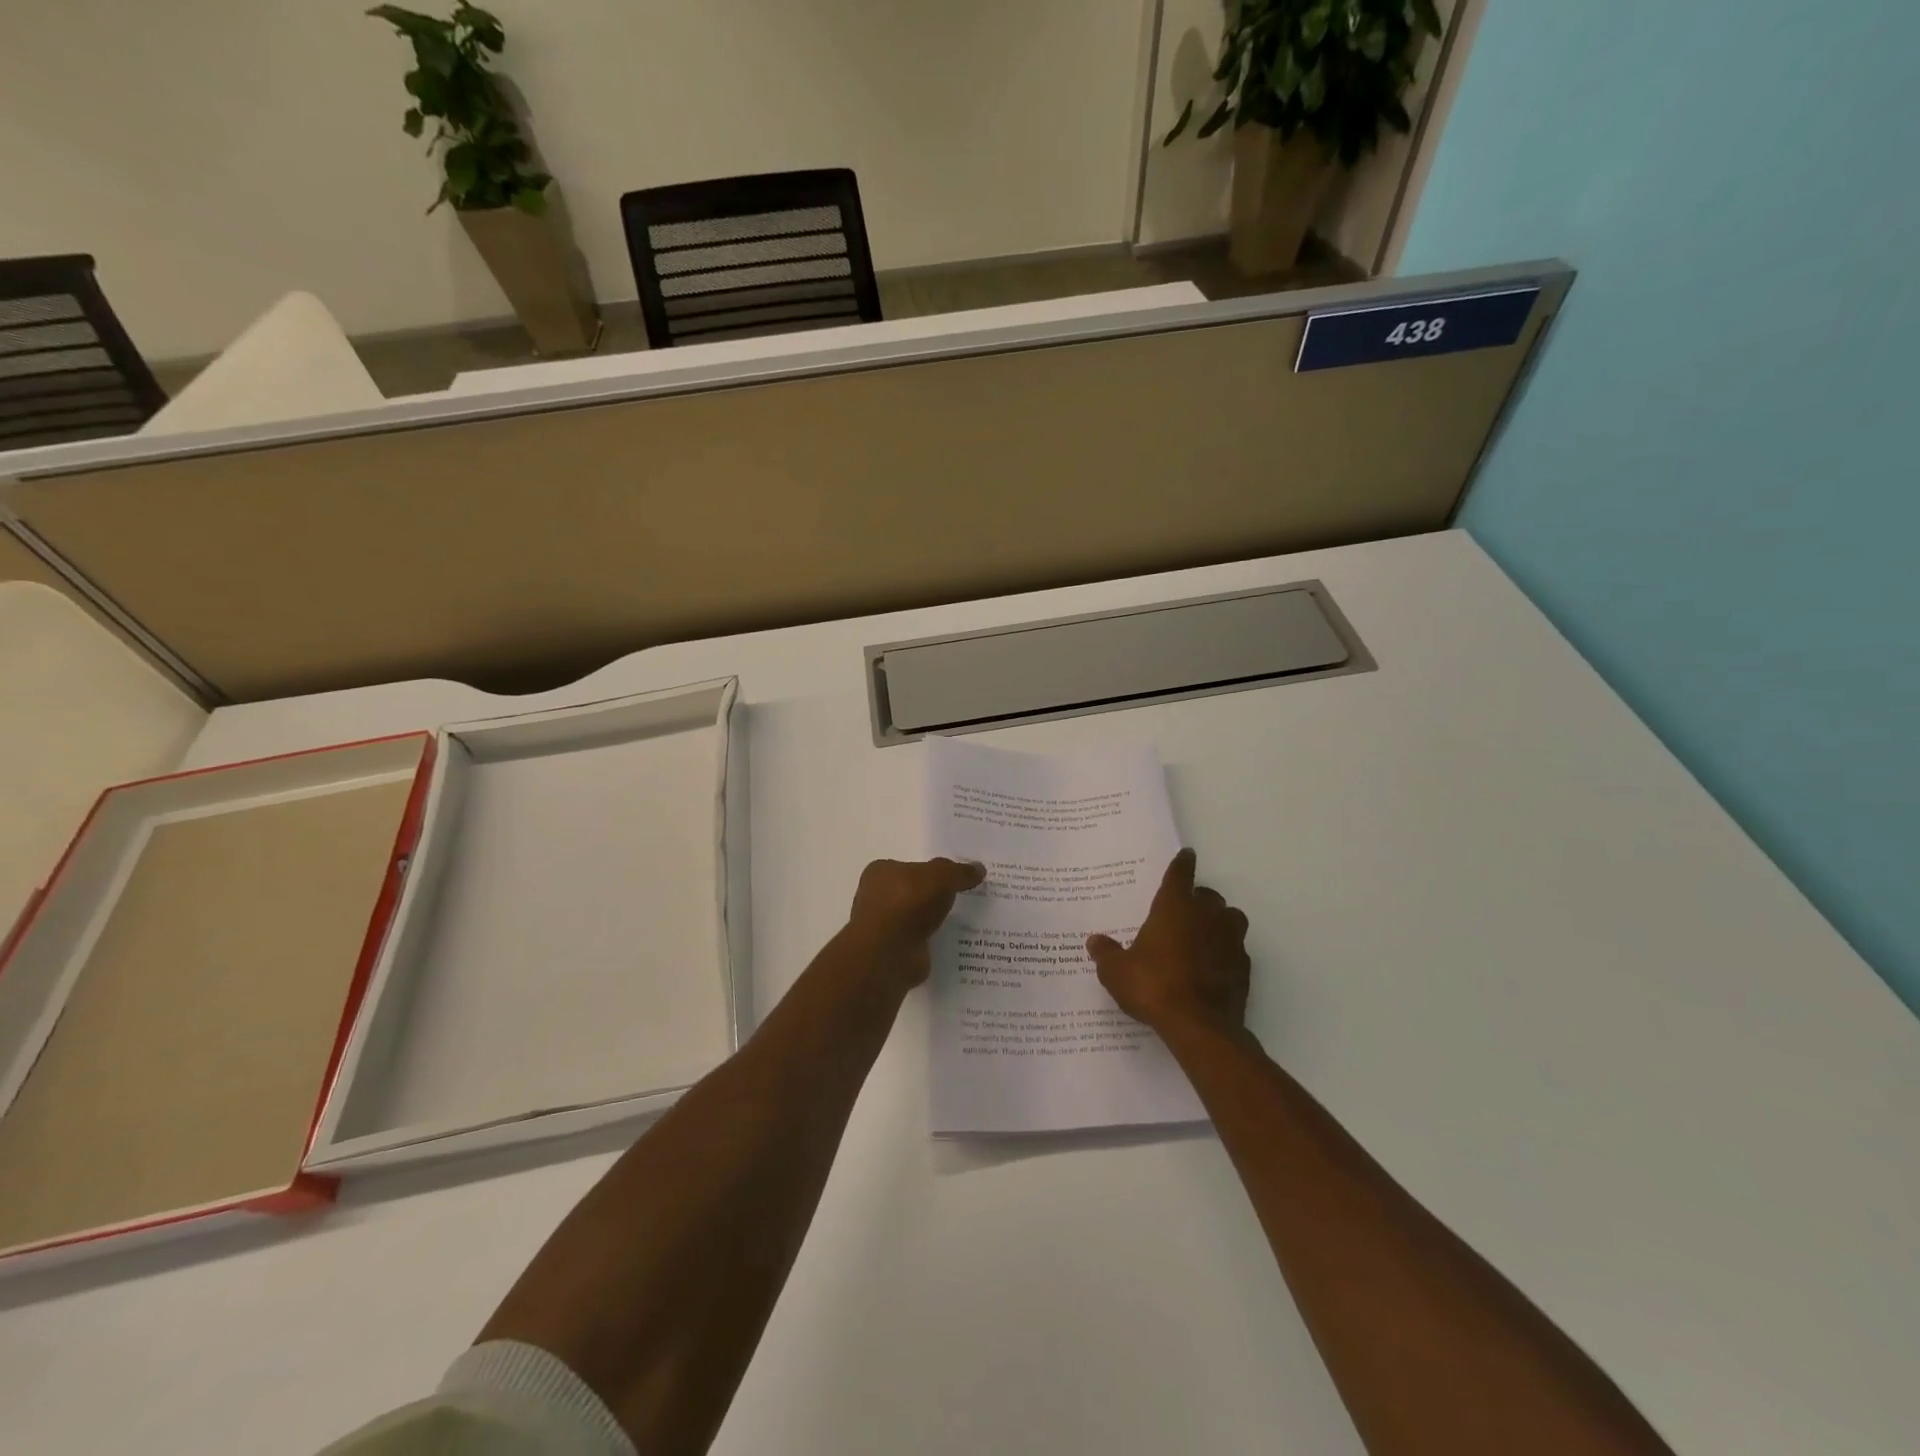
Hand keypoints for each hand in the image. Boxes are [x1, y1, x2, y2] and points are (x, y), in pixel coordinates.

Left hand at [845, 857, 985, 990]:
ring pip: (918, 919)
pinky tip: (956, 943)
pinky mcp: (894, 952)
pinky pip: (921, 941)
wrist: (889, 954)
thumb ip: (959, 872)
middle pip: (915, 892)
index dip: (933, 872)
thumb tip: (978, 868)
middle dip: (937, 897)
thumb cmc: (908, 903)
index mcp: (881, 872)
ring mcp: (885, 927)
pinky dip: (934, 942)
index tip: (957, 878)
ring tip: (967, 922)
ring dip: (936, 921)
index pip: (911, 867)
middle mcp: (877, 897)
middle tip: (967, 899)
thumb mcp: (941, 876)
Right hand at [1087, 849, 1250, 1037]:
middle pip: (1208, 896)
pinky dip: (1226, 952)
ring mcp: (1230, 940)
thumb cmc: (1153, 986)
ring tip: (1203, 936)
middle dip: (1198, 899)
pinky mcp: (1244, 967)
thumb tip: (1095, 941)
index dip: (1182, 864)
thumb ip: (1106, 953)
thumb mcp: (1117, 972)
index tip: (1187, 855)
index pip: (1180, 875)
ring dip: (1219, 922)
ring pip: (1230, 918)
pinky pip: (1236, 949)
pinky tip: (1213, 966)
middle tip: (1183, 911)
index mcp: (1174, 907)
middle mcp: (1206, 916)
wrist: (1199, 1026)